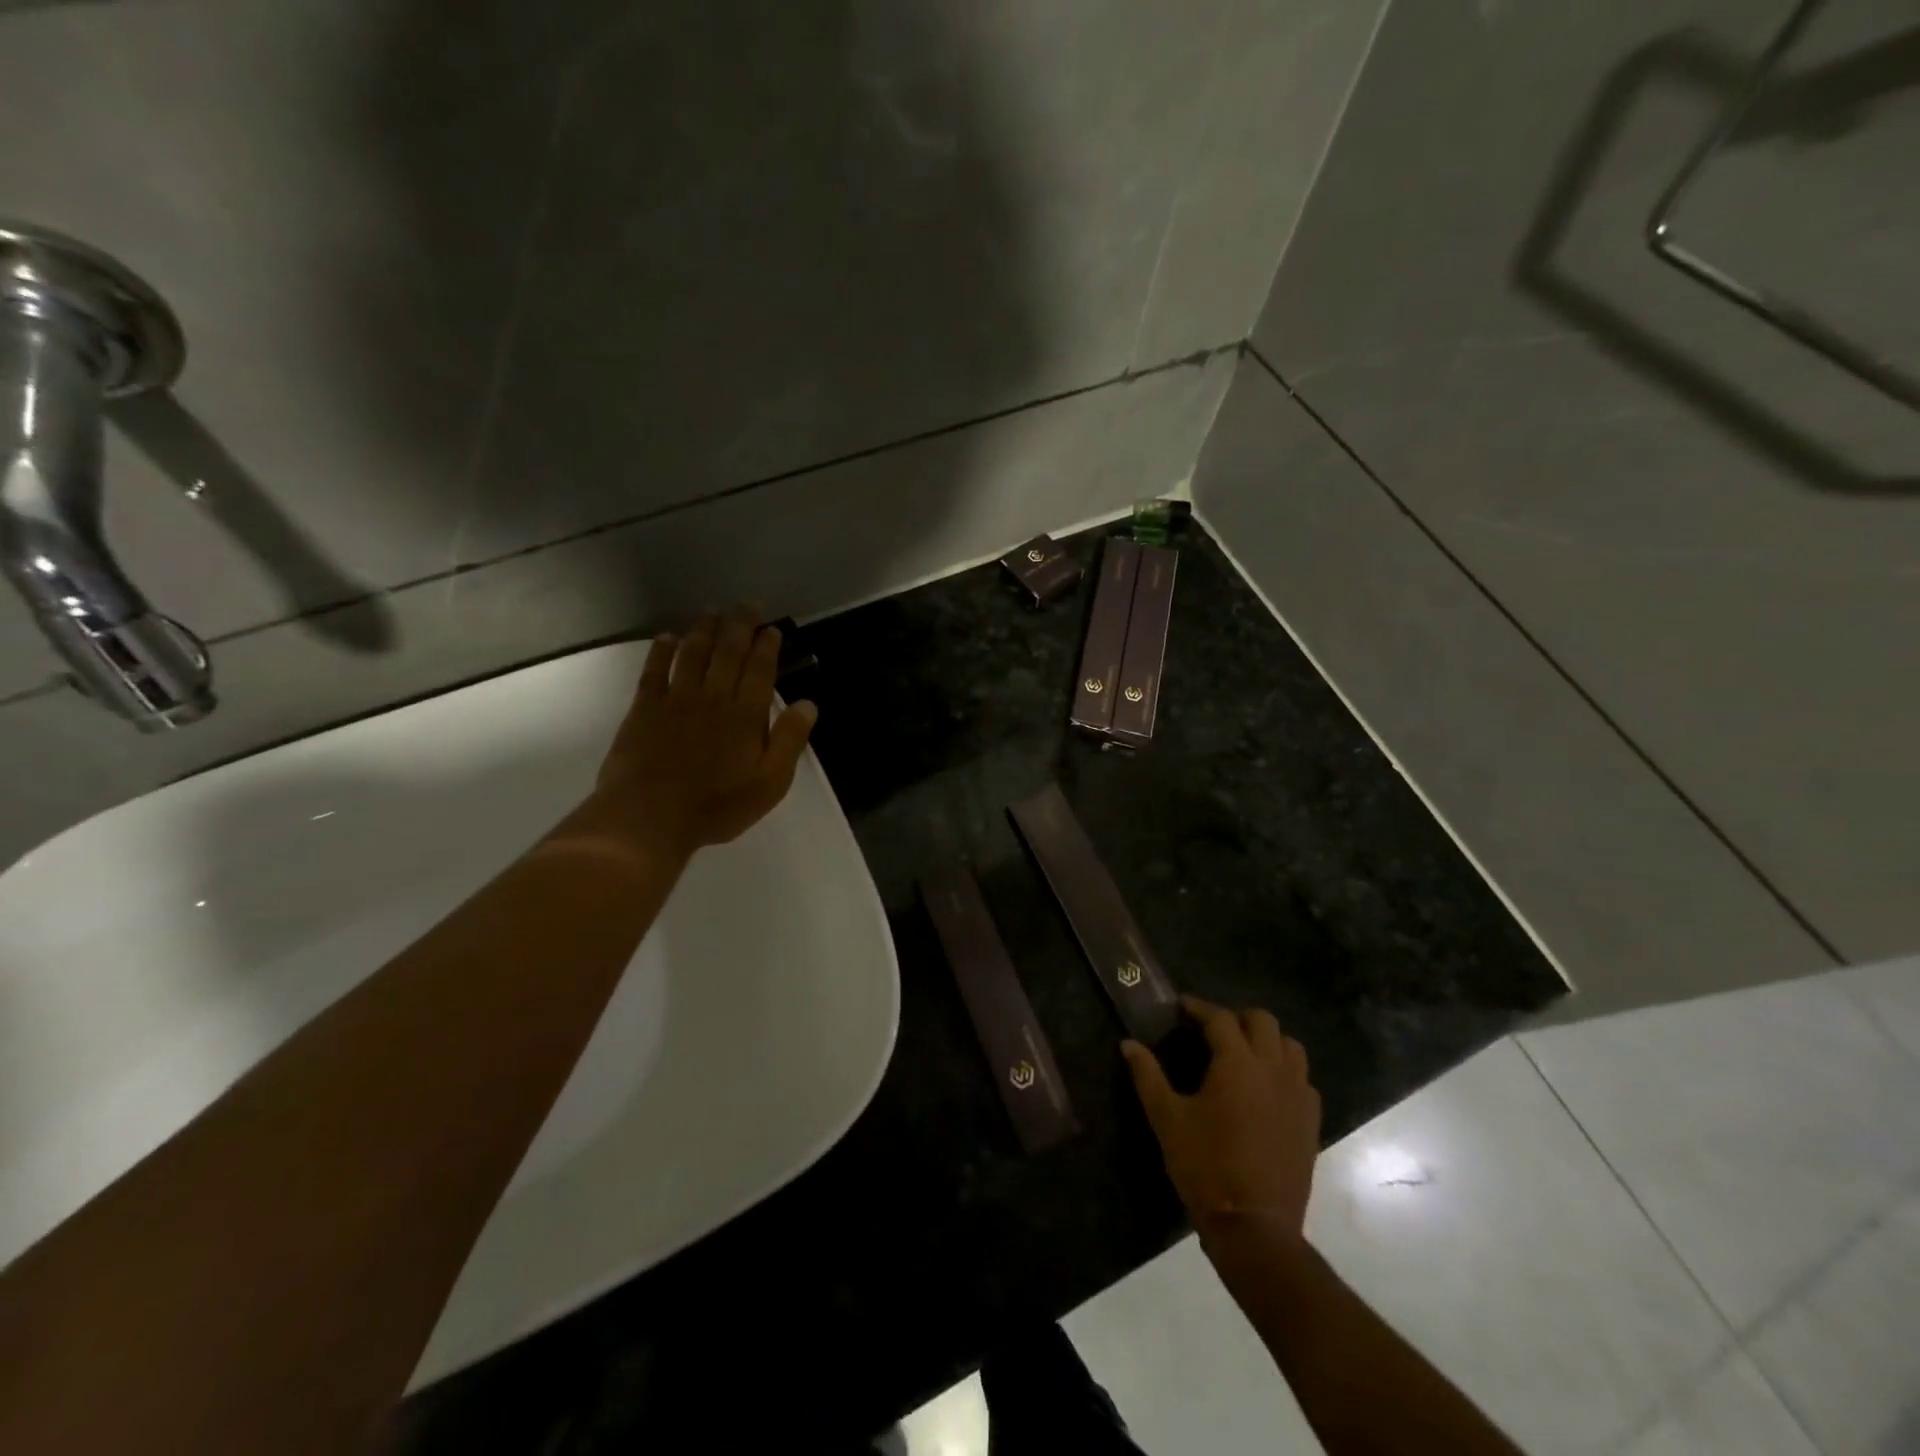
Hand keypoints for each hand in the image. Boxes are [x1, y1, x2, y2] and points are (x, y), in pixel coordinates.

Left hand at [589, 605, 817, 857]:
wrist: (649, 817)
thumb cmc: (717, 805)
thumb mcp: (770, 783)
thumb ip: (790, 740)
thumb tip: (808, 705)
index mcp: (746, 714)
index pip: (760, 669)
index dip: (767, 646)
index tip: (772, 628)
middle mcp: (712, 696)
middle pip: (728, 651)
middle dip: (740, 625)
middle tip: (747, 605)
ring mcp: (675, 699)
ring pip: (693, 653)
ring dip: (704, 629)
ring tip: (712, 611)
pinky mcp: (644, 709)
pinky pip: (654, 670)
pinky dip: (662, 650)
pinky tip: (667, 638)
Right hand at [1123, 996, 1320, 1254]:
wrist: (1254, 1226)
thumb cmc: (1204, 1166)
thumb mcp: (1166, 1118)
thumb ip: (1147, 1075)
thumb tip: (1128, 1044)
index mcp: (1237, 1063)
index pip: (1220, 1018)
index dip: (1199, 1008)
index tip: (1181, 1007)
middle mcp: (1272, 1069)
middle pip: (1262, 1021)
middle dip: (1237, 1017)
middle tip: (1212, 1028)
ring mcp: (1297, 1095)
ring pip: (1291, 1047)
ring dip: (1267, 1040)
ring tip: (1244, 1052)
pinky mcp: (1311, 1122)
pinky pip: (1304, 1080)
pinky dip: (1286, 1071)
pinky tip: (1267, 1088)